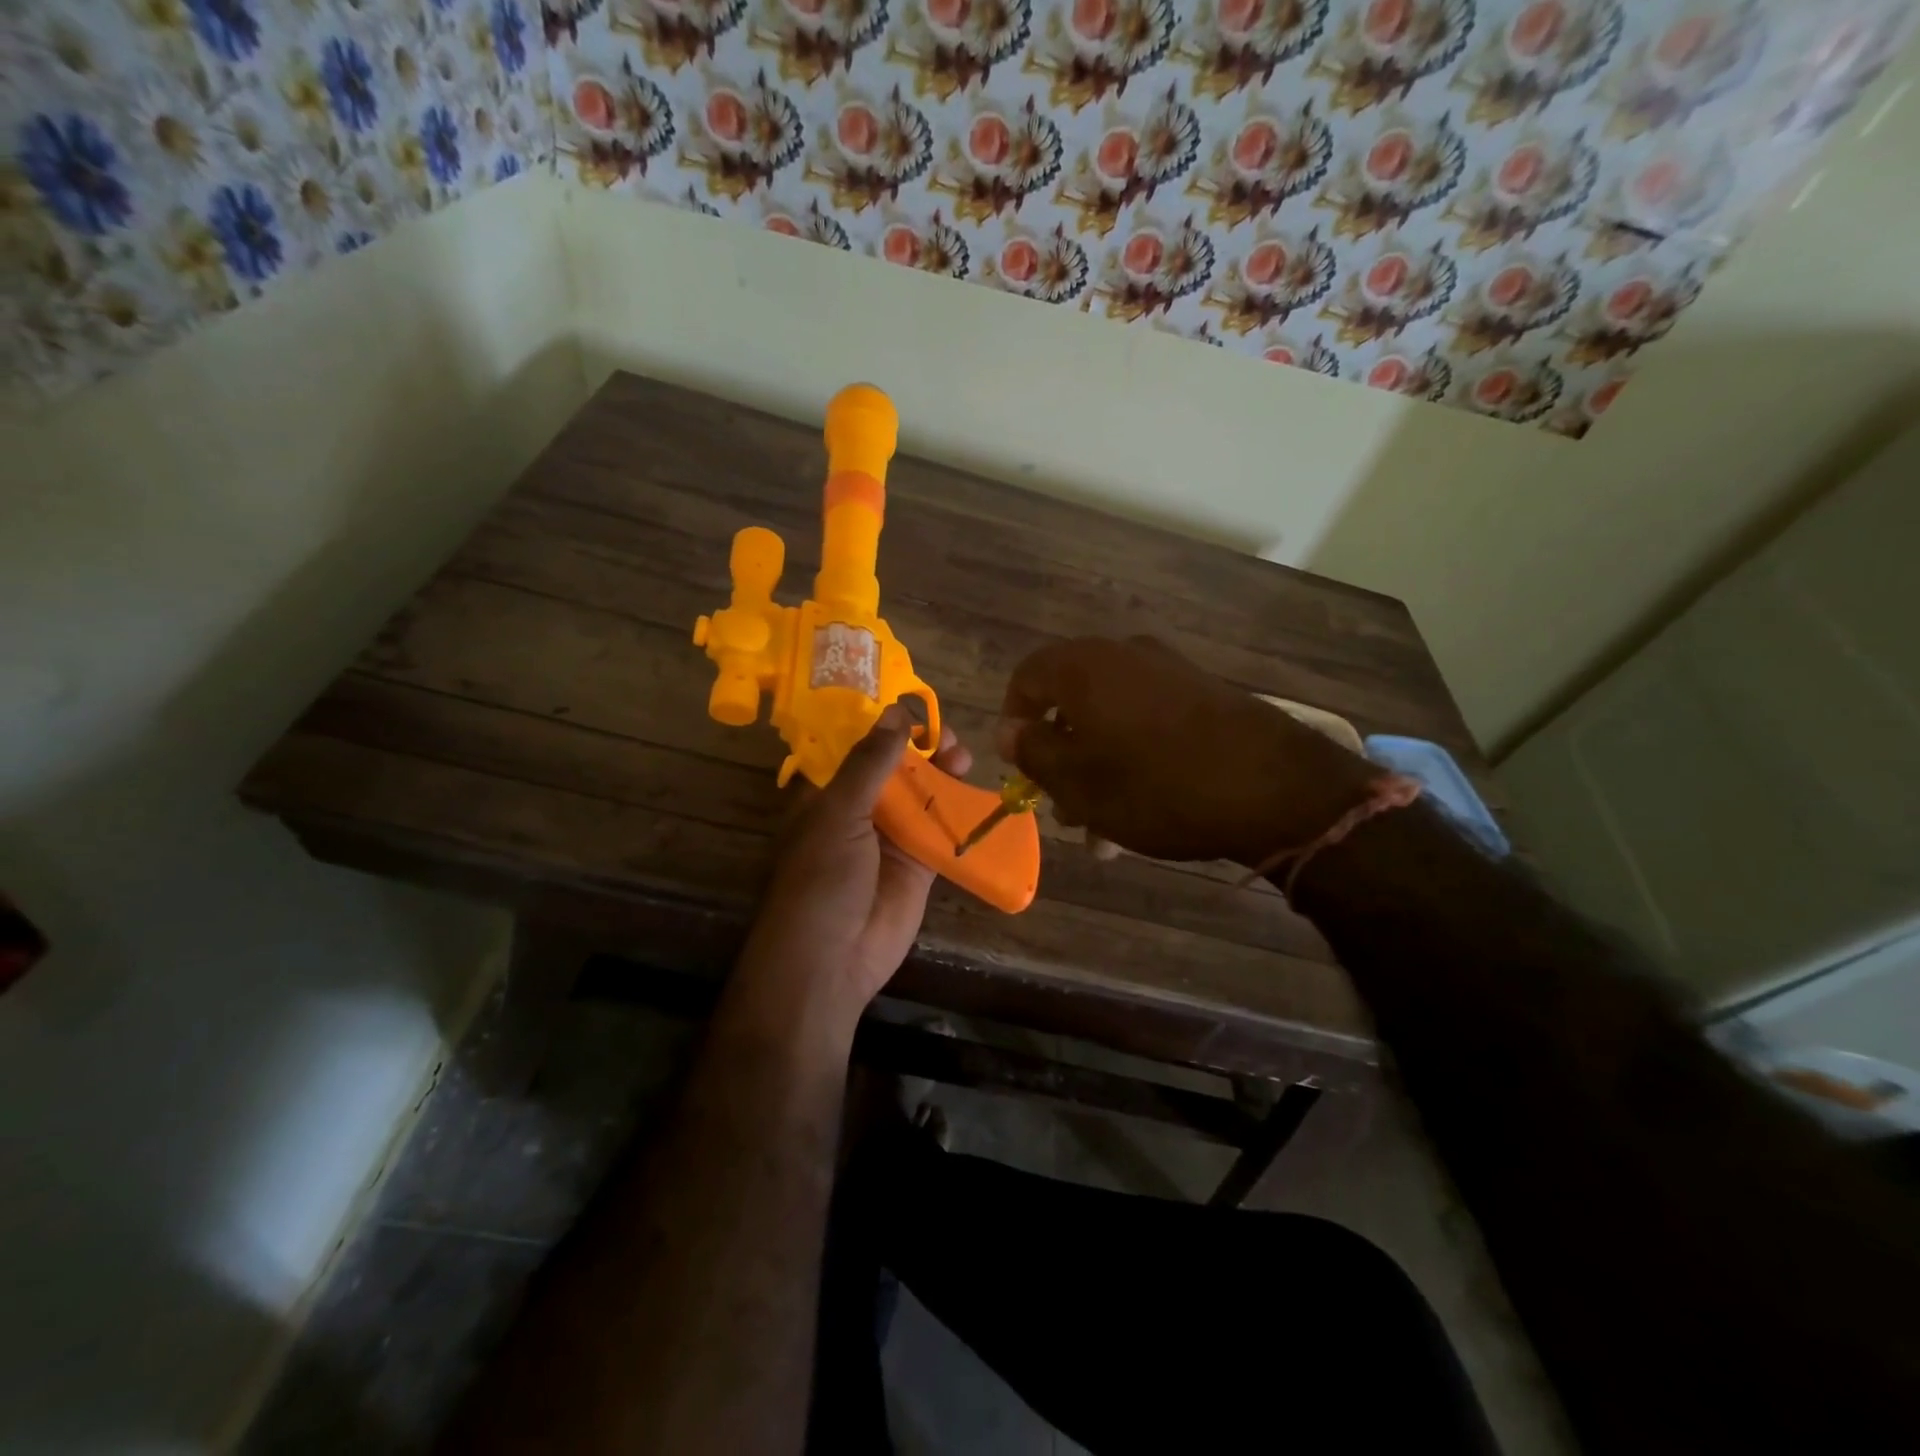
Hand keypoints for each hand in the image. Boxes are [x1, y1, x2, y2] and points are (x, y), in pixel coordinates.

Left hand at [735, 706, 972, 1025]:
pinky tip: (977, 792)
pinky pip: (942, 830)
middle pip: (895, 770)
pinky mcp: (919, 864)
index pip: (857, 750)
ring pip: (922, 796)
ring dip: (942, 775)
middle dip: (920, 749)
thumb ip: (869, 764)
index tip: (915, 705)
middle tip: (947, 735)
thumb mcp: (839, 814)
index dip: (884, 727)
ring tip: (963, 756)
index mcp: (828, 795)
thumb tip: (895, 713)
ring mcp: (891, 839)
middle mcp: (859, 812)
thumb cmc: (822, 879)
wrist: (833, 958)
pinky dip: (959, 812)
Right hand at [996, 636, 1376, 866]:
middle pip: (1071, 703)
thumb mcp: (1078, 780)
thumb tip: (1009, 730)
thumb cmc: (1155, 785)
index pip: (1026, 678)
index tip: (1020, 767)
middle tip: (1065, 810)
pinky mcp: (1204, 693)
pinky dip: (1133, 758)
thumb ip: (1033, 751)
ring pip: (1110, 721)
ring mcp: (1169, 672)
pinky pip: (1148, 722)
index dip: (1014, 722)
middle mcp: (1124, 656)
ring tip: (1104, 828)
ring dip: (1097, 769)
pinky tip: (1145, 807)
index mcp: (1084, 667)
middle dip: (1061, 759)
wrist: (1274, 788)